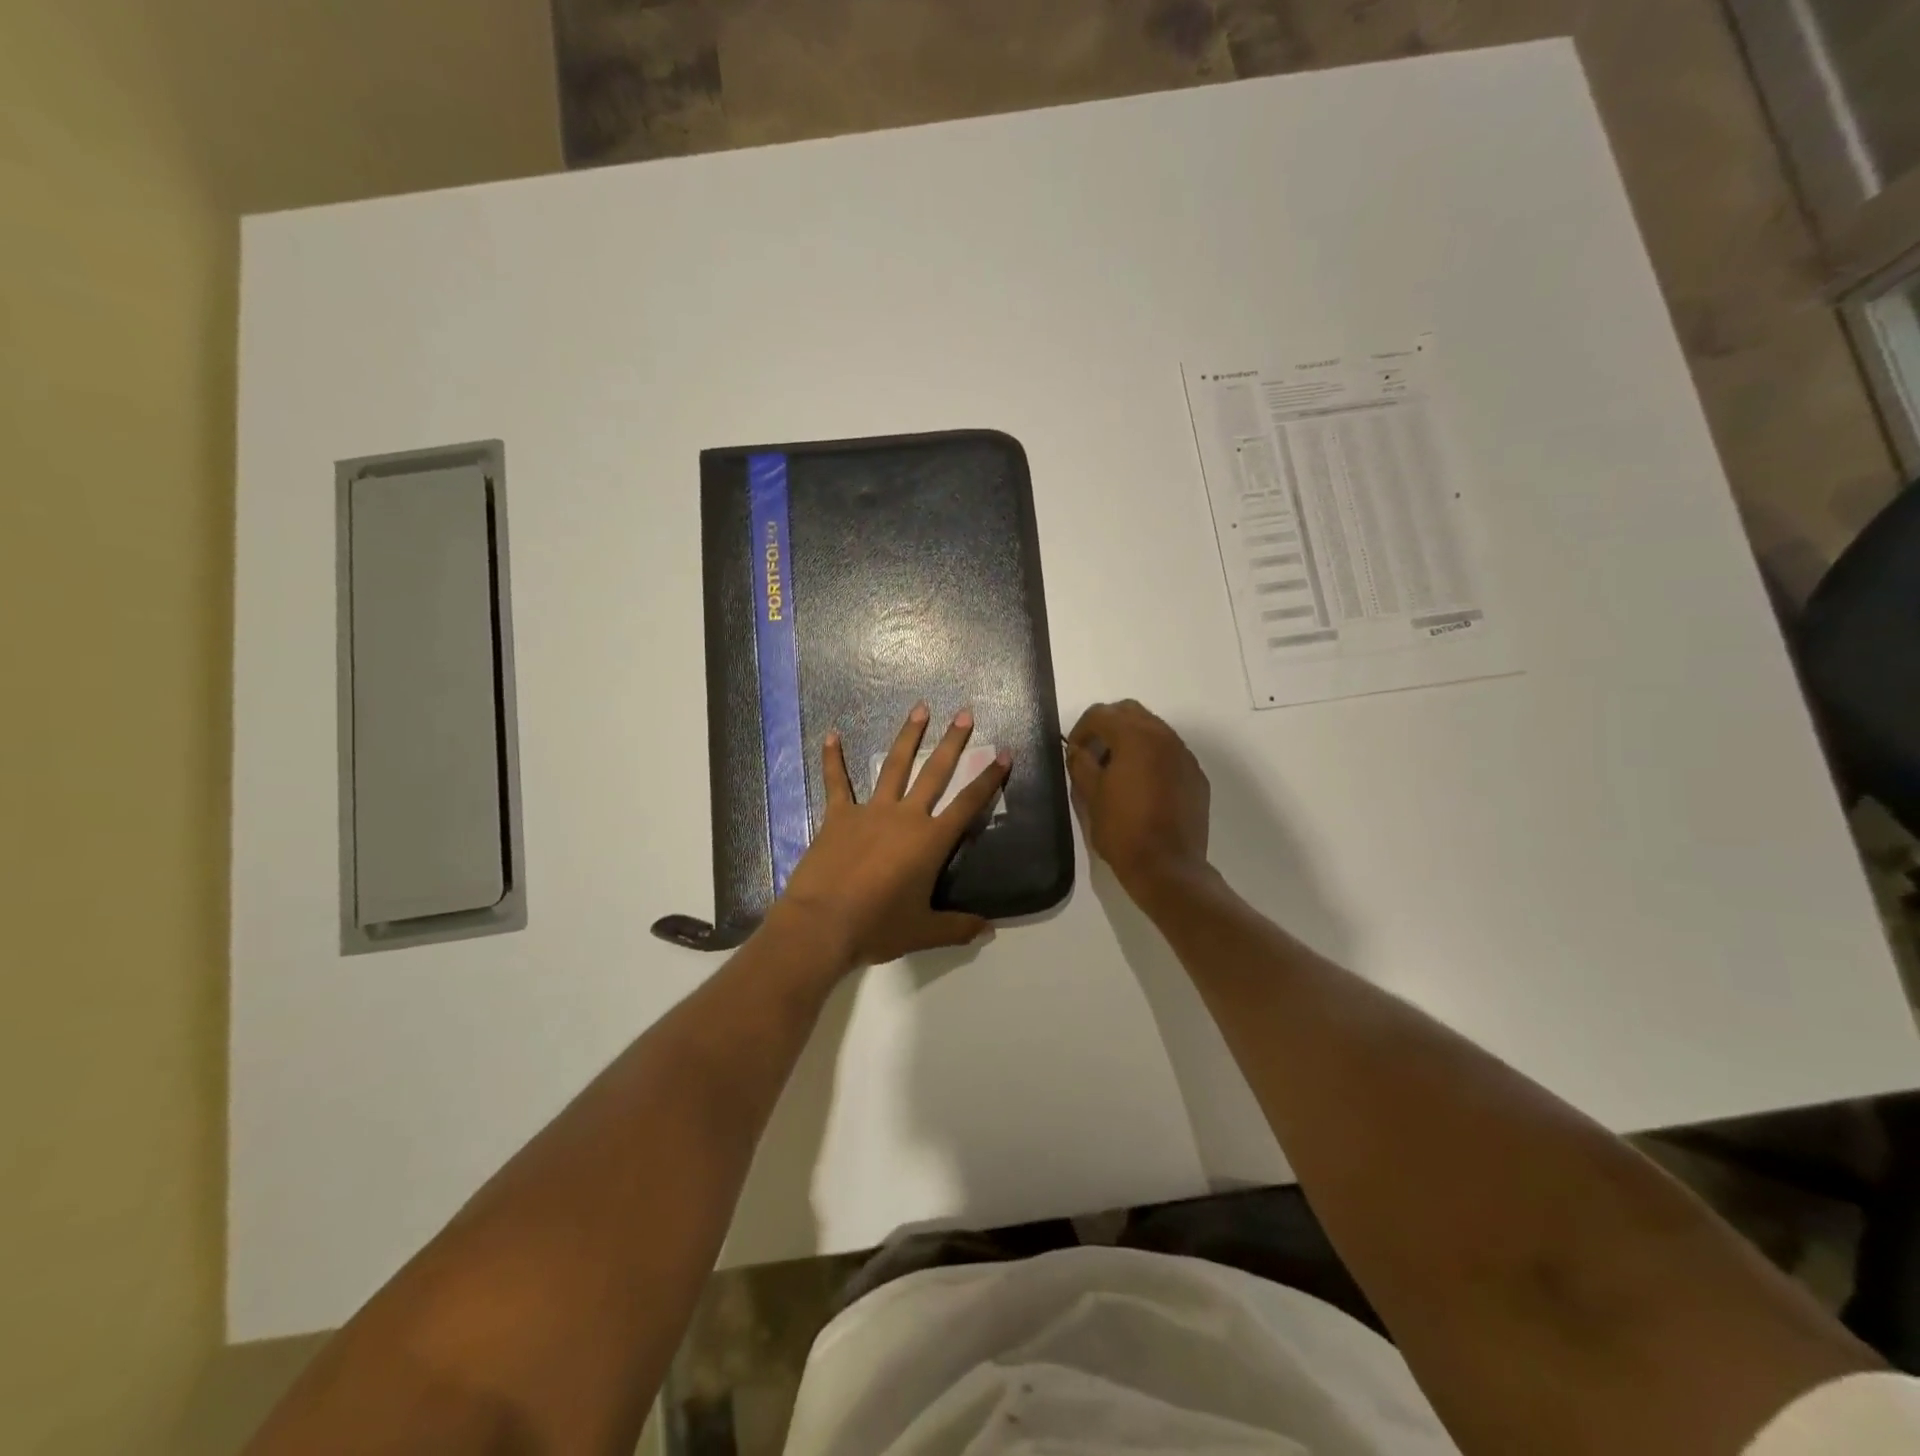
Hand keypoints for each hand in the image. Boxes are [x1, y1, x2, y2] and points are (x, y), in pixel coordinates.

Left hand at [773, 704, 1010, 970]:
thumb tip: (989, 930)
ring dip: (908, 736)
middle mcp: (905, 817)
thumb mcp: (923, 932)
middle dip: (953, 742)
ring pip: (894, 766)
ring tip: (919, 709)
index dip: (988, 779)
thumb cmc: (877, 928)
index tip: (1003, 754)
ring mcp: (870, 812)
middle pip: (935, 773)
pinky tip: (831, 735)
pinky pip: (837, 782)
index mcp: (930, 842)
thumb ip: (958, 928)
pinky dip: (833, 759)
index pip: (968, 804)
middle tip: (964, 713)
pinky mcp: (838, 816)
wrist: (822, 925)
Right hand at [1066, 700, 1211, 899]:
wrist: (1167, 867)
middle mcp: (1164, 737)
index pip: (1101, 714)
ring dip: (1131, 739)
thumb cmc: (1122, 830)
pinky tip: (1142, 786)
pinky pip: (1170, 753)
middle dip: (1108, 725)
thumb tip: (1078, 750)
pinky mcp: (1196, 776)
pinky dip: (1152, 757)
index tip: (1074, 751)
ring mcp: (1184, 756)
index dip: (1081, 728)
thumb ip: (1080, 764)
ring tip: (1117, 769)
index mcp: (1134, 737)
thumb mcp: (1090, 796)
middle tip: (1093, 752)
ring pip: (1153, 730)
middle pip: (1130, 712)